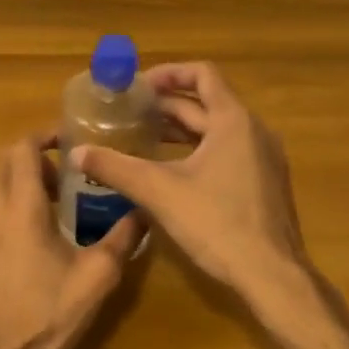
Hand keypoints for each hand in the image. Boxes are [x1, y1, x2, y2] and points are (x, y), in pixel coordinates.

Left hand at [0, 135, 142, 348]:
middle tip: (65, 174)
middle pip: (3, 163)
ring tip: (53, 207)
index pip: (21, 149)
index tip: (69, 140)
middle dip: (33, 159)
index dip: (43, 136)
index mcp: (19, 208)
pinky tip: (33, 240)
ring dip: (20, 184)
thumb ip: (122, 239)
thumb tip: (144, 212)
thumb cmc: (47, 315)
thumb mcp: (96, 278)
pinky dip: (8, 208)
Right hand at [71, 63, 311, 303]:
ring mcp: (264, 158)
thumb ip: (116, 168)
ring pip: (217, 130)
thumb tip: (76, 153)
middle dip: (168, 106)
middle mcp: (254, 131)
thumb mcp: (159, 192)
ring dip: (182, 130)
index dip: (169, 73)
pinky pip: (229, 151)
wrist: (272, 275)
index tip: (139, 86)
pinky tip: (173, 172)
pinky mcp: (264, 183)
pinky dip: (199, 150)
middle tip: (130, 114)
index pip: (203, 74)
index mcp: (233, 121)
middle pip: (207, 103)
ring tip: (144, 138)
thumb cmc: (218, 223)